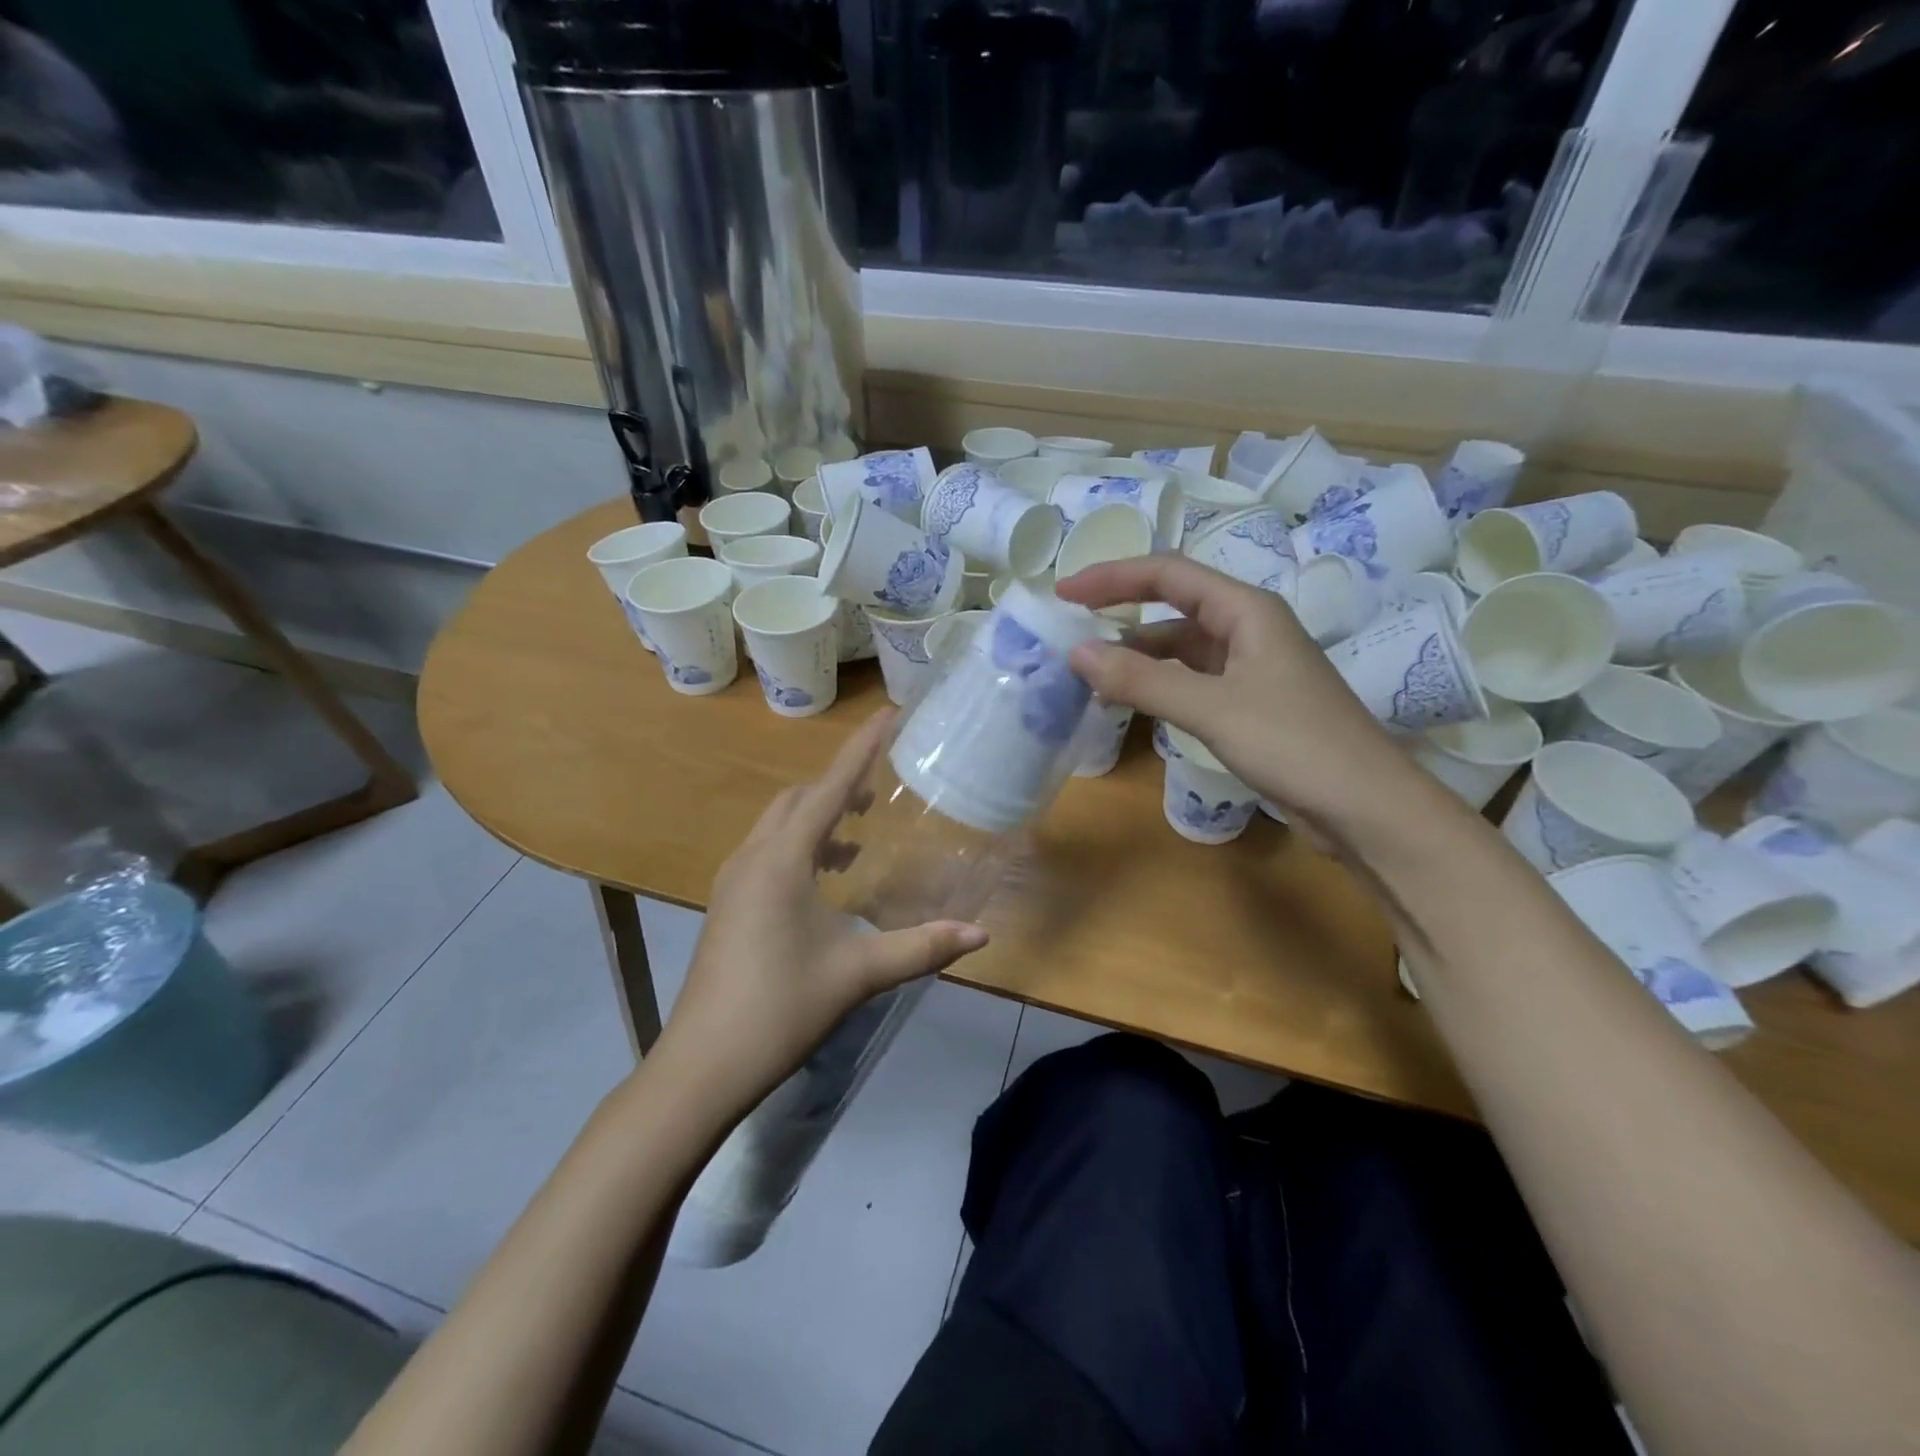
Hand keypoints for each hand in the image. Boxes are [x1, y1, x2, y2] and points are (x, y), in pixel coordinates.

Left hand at [661, 711, 987, 1110]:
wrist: (702, 1064)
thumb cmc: (780, 1007)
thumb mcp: (858, 974)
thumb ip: (921, 948)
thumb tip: (979, 935)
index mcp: (781, 859)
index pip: (828, 788)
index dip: (860, 749)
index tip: (887, 714)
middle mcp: (753, 857)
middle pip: (797, 799)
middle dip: (838, 784)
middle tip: (880, 788)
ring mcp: (733, 882)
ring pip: (778, 826)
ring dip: (817, 817)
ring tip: (858, 834)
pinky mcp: (728, 905)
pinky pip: (768, 852)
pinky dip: (800, 846)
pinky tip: (826, 879)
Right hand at [1057, 555, 1411, 822]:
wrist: (1366, 807)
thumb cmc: (1294, 744)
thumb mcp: (1212, 708)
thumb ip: (1142, 680)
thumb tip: (1075, 653)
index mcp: (1246, 610)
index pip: (1168, 574)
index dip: (1113, 576)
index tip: (1065, 593)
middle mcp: (1248, 629)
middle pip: (1173, 607)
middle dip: (1121, 614)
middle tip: (1069, 630)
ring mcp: (1251, 668)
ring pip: (1181, 649)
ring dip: (1137, 656)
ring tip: (1088, 675)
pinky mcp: (1250, 704)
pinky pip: (1191, 681)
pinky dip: (1157, 686)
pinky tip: (1131, 703)